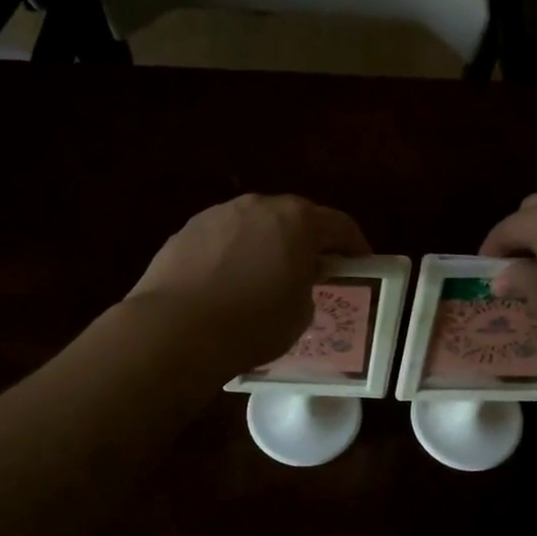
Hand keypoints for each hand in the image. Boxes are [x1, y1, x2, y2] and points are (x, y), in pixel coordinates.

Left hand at [126, 195, 370, 373]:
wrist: (176, 329)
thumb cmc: (253, 323)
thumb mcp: (300, 312)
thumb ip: (308, 284)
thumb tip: (298, 276)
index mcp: (298, 220)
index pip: (339, 225)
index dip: (354, 244)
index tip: (361, 262)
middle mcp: (259, 206)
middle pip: (294, 216)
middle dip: (307, 239)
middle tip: (313, 266)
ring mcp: (219, 214)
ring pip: (255, 224)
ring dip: (267, 242)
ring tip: (266, 273)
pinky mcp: (187, 230)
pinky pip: (224, 237)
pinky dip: (233, 252)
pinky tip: (228, 280)